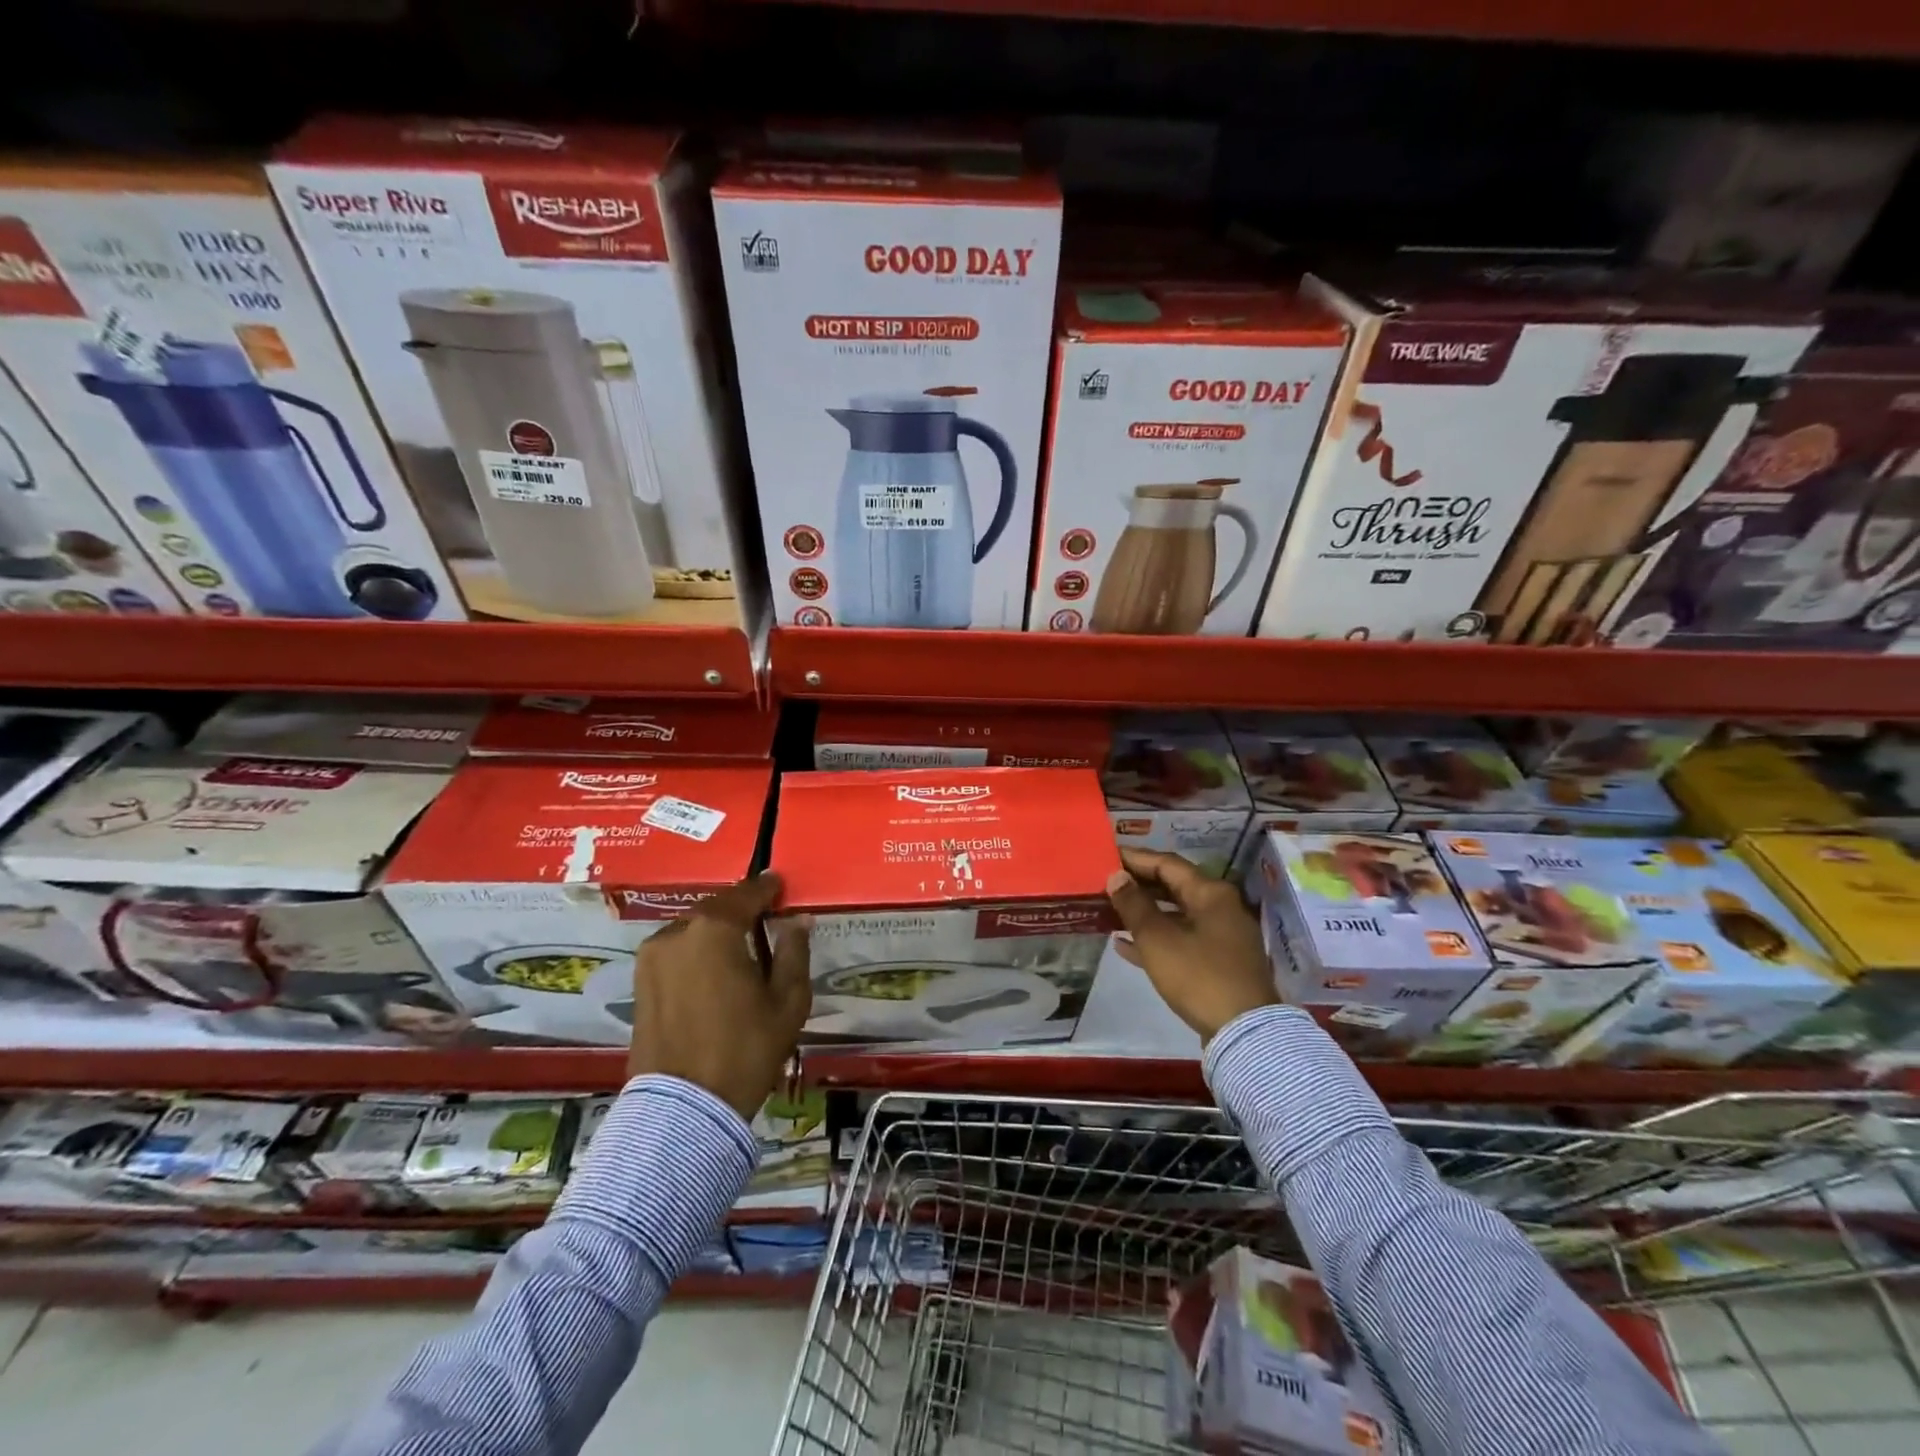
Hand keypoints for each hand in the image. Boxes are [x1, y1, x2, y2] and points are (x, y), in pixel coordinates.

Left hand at [627, 872, 810, 1119]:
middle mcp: (676, 933)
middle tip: (764, 920)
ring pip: (693, 930)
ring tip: (740, 950)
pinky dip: (697, 953)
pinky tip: (714, 972)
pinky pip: (676, 952)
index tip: (779, 884)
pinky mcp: (639, 983)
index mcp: (714, 930)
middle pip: (716, 910)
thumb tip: (797, 921)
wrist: (684, 1110)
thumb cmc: (745, 1050)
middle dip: (740, 911)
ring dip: (716, 933)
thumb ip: (794, 951)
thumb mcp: (788, 1001)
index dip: (767, 888)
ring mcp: (651, 958)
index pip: (746, 894)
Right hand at [1106, 848, 1278, 1043]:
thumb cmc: (1199, 976)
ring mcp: (1222, 936)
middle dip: (1138, 885)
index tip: (1106, 856)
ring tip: (1109, 911)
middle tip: (1105, 882)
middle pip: (1173, 886)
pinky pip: (1181, 940)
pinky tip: (1125, 945)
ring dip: (1143, 913)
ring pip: (1176, 915)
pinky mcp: (1218, 963)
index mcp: (1210, 893)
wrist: (1244, 1033)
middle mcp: (1220, 907)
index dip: (1134, 858)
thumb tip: (1116, 876)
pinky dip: (1156, 938)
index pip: (1167, 863)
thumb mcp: (1158, 939)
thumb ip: (1134, 904)